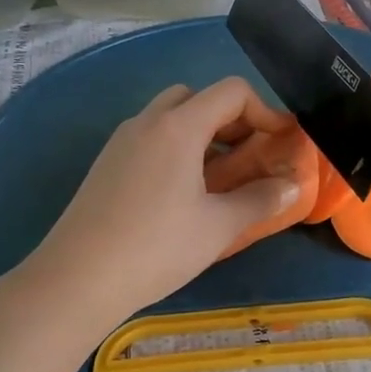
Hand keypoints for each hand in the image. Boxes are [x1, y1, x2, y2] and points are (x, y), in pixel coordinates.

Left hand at [29, 78, 303, 324]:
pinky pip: (149, 138)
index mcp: (178, 127)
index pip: (231, 92)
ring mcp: (121, 142)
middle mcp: (147, 122)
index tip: (278, 142)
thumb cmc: (156, 248)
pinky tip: (182, 193)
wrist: (76, 280)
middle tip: (247, 155)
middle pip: (196, 96)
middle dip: (229, 117)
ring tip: (219, 176)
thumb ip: (260, 200)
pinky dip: (175, 147)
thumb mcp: (218, 227)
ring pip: (169, 116)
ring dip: (201, 132)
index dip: (263, 110)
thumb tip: (294, 186)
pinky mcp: (106, 164)